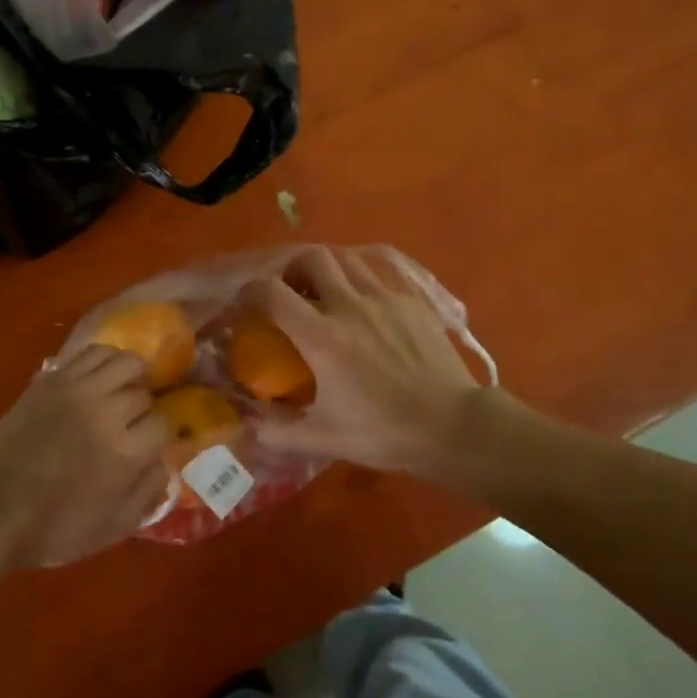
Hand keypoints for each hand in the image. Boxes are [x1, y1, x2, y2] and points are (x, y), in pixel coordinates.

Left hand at [0, 346, 171, 566]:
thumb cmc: (54, 529)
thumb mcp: (111, 529)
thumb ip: (147, 494)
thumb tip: (165, 464)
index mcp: (126, 453)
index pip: (163, 424)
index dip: (157, 436)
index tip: (146, 446)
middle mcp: (108, 413)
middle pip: (143, 393)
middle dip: (141, 410)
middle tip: (128, 425)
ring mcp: (79, 391)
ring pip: (125, 361)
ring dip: (130, 376)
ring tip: (121, 390)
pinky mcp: (53, 379)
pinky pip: (92, 353)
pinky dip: (105, 359)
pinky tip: (100, 376)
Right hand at [244, 247, 504, 484]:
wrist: (453, 427)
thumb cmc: (384, 432)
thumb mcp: (323, 439)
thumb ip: (276, 432)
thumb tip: (244, 427)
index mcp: (322, 337)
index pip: (271, 293)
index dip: (249, 292)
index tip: (244, 305)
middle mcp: (349, 305)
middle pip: (312, 258)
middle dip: (292, 268)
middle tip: (290, 290)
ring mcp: (385, 298)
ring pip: (346, 259)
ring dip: (327, 268)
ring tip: (324, 290)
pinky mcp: (411, 301)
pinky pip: (377, 275)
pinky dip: (360, 280)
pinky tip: (364, 305)